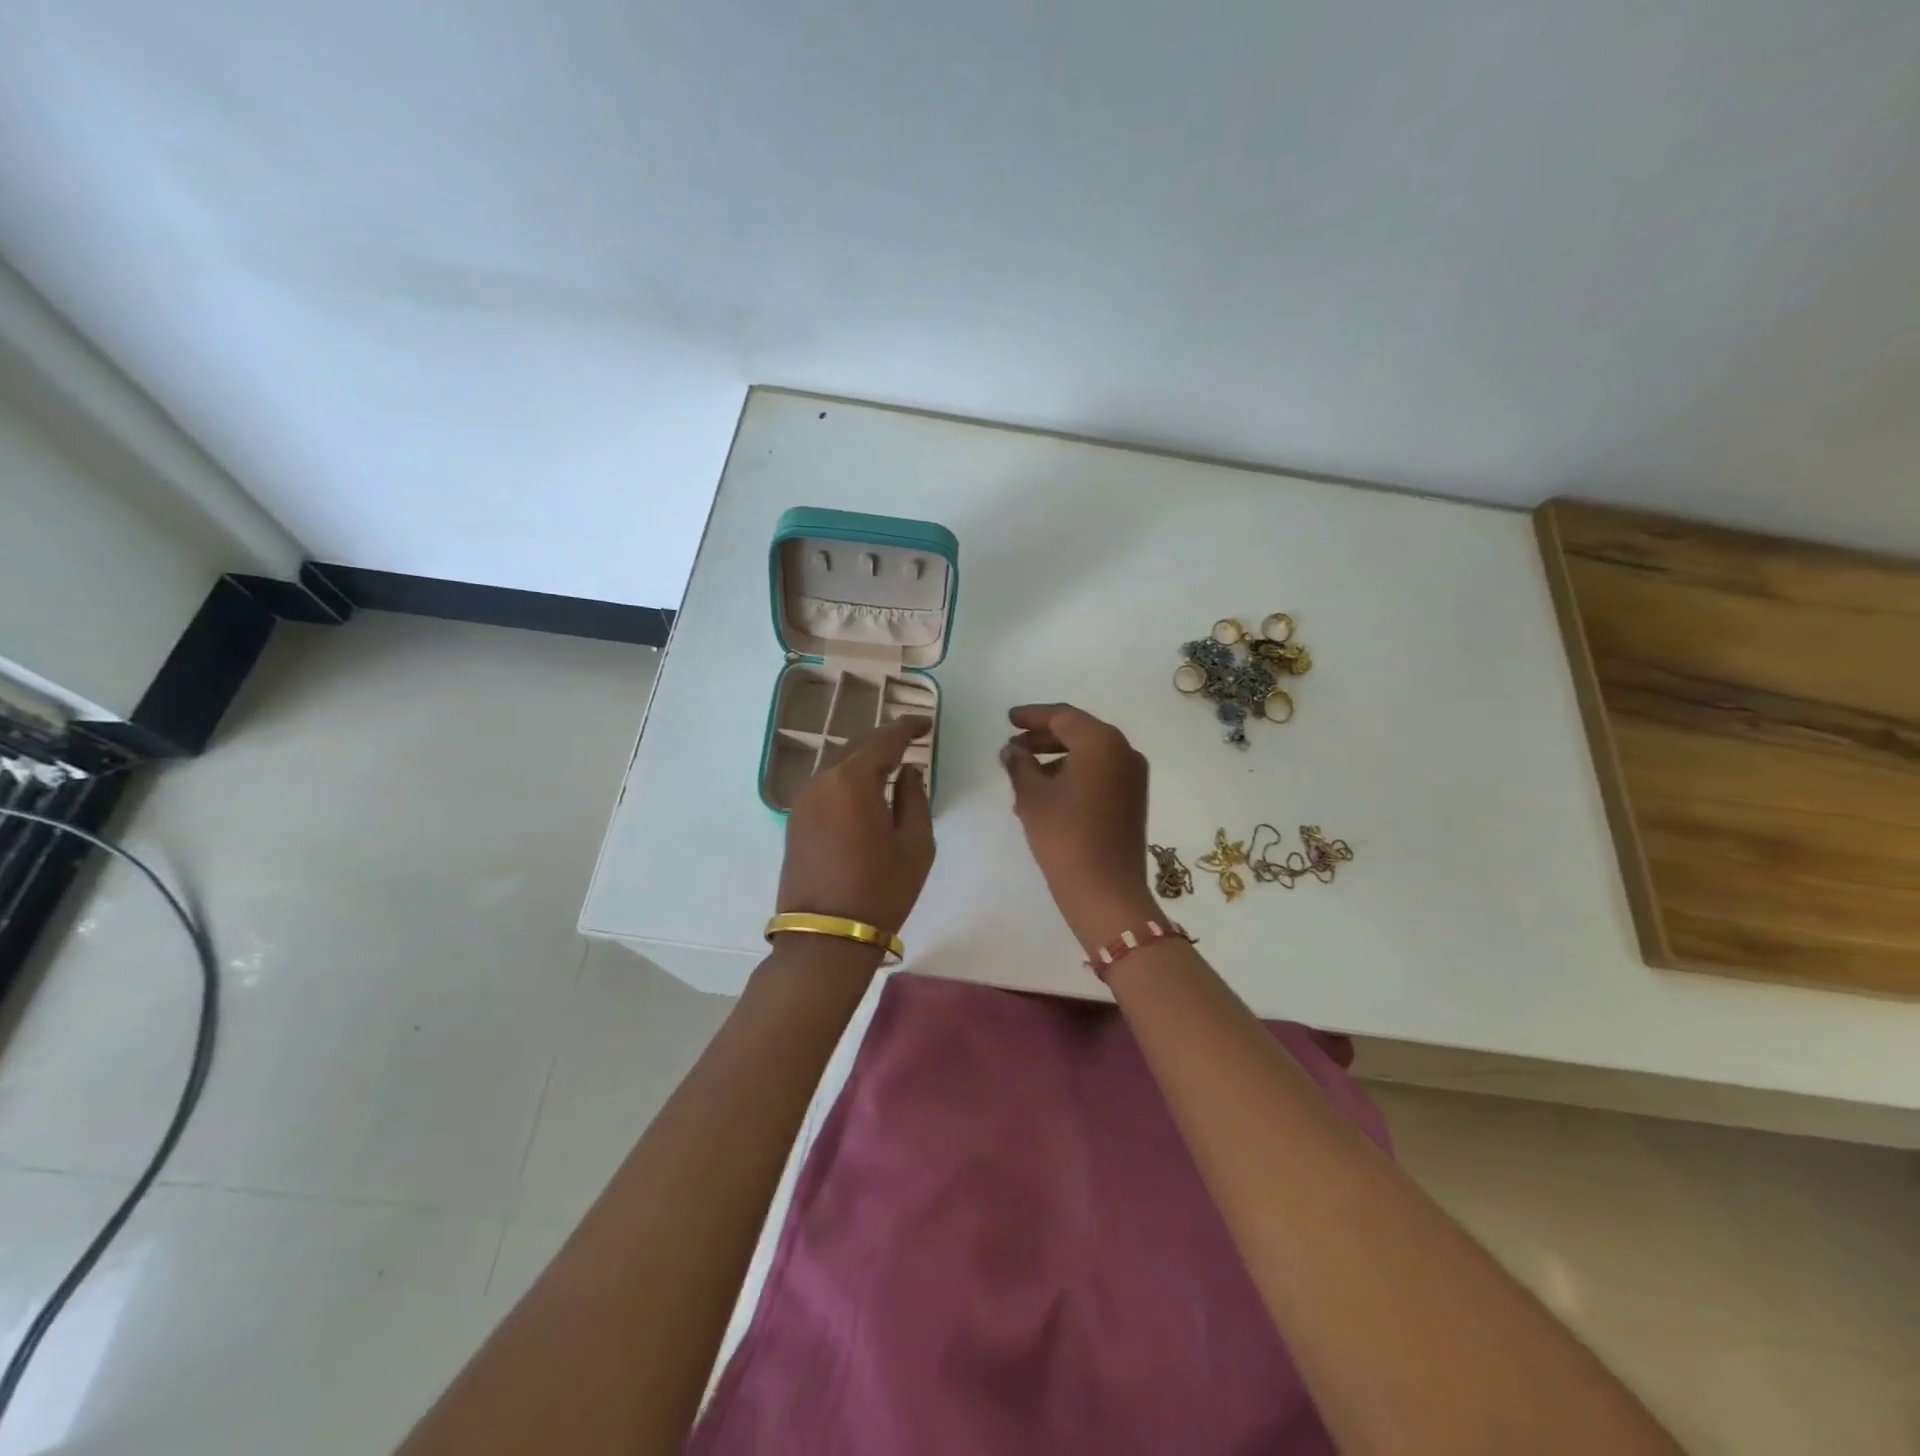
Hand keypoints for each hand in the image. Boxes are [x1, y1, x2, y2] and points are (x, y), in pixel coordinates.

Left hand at [776, 716, 935, 938]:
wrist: (825, 937)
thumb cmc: (880, 889)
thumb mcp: (915, 844)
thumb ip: (914, 798)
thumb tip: (907, 771)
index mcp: (852, 780)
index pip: (884, 739)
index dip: (907, 727)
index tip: (925, 722)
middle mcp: (822, 780)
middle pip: (856, 746)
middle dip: (884, 739)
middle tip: (910, 738)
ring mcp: (803, 800)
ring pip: (838, 763)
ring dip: (864, 758)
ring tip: (890, 763)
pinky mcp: (796, 821)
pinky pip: (826, 784)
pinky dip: (848, 777)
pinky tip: (865, 789)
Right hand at [1000, 703, 1158, 949]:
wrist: (1106, 891)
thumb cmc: (1065, 836)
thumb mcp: (1032, 798)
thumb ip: (1020, 765)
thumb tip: (1012, 751)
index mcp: (1101, 742)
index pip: (1063, 716)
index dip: (1032, 716)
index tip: (1008, 720)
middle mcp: (1124, 751)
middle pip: (1079, 733)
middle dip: (1043, 738)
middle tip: (1013, 746)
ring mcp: (1133, 776)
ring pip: (1090, 755)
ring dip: (1057, 758)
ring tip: (1023, 774)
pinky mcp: (1133, 799)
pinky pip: (1100, 774)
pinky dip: (1074, 774)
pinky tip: (1046, 794)